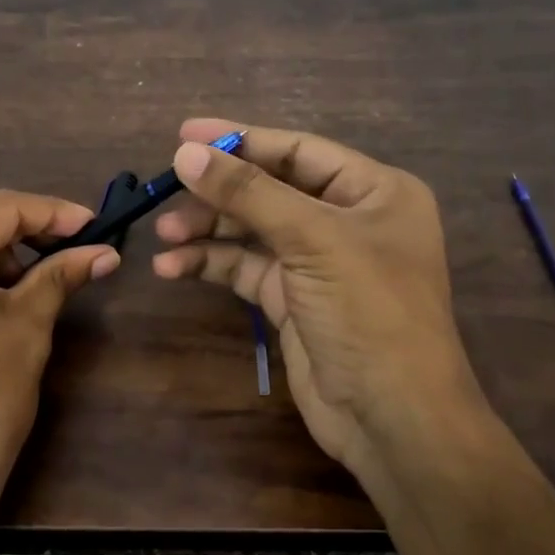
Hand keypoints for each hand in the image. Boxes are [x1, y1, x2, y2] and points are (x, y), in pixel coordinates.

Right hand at [152, 119, 489, 494]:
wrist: (391, 417)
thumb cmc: (369, 312)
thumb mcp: (312, 240)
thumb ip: (248, 193)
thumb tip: (186, 153)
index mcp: (374, 191)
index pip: (298, 151)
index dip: (240, 140)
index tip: (183, 136)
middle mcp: (348, 221)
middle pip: (271, 190)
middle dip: (219, 193)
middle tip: (166, 189)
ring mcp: (319, 264)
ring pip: (253, 232)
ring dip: (208, 231)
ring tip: (164, 236)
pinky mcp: (293, 301)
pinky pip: (247, 269)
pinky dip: (212, 265)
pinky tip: (174, 267)